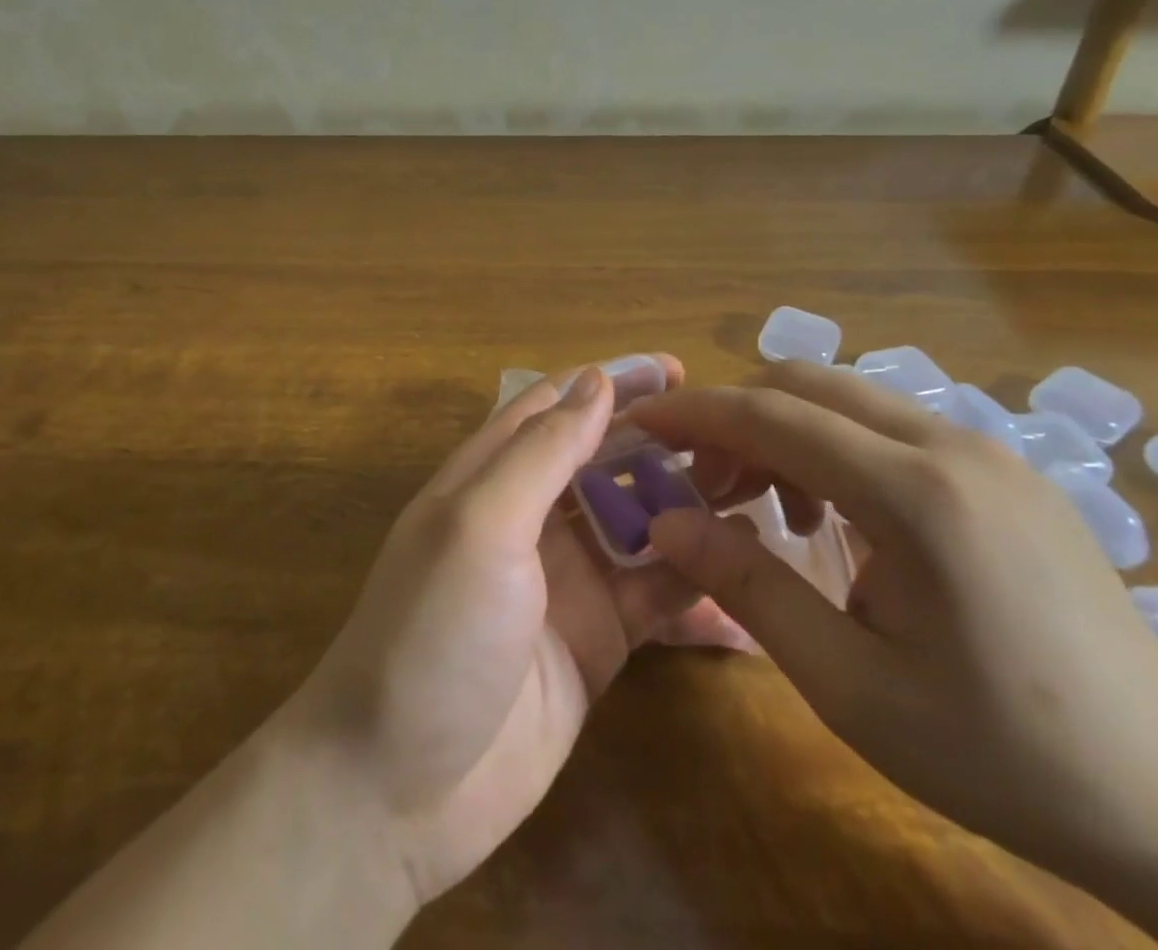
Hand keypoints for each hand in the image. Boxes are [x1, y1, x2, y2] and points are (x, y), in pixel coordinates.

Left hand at [279, 356, 734, 908]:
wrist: (399, 786)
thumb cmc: (433, 631)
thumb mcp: (481, 524)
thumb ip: (540, 451)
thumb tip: (596, 379)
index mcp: (492, 476)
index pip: (556, 406)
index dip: (611, 381)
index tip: (678, 370)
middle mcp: (531, 517)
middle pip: (604, 459)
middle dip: (662, 442)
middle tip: (737, 437)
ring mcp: (567, 579)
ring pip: (638, 522)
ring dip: (688, 506)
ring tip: (758, 492)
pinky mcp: (598, 639)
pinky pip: (656, 594)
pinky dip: (697, 581)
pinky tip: (750, 575)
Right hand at [631, 365, 1157, 949]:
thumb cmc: (1002, 750)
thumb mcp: (851, 684)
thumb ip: (747, 586)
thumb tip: (663, 521)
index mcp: (918, 494)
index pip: (773, 415)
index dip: (694, 412)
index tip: (637, 422)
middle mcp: (953, 445)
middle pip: (806, 383)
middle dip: (735, 418)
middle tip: (703, 485)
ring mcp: (987, 450)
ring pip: (846, 398)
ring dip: (784, 432)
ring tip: (767, 510)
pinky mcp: (1003, 469)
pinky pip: (888, 426)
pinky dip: (833, 448)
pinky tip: (837, 518)